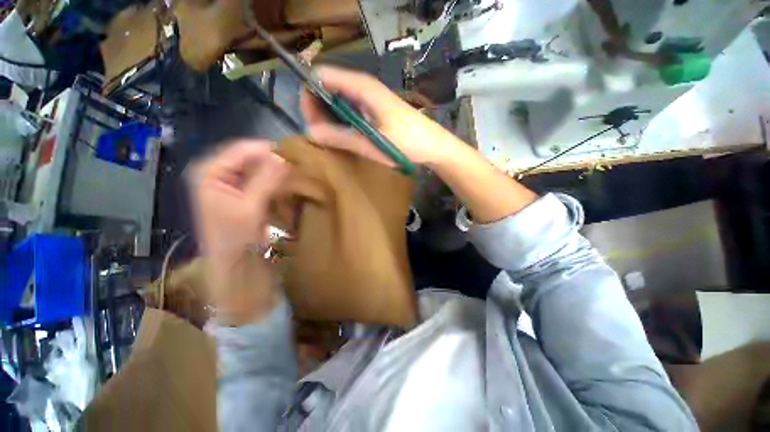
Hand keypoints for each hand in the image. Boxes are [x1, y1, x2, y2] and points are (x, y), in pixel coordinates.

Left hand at [188, 140, 287, 322]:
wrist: (235, 268)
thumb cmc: (236, 241)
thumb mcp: (250, 209)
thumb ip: (265, 180)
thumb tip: (285, 156)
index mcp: (209, 171)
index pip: (244, 148)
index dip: (271, 150)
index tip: (297, 156)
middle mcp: (218, 172)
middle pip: (252, 156)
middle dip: (276, 160)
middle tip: (301, 165)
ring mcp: (232, 183)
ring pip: (259, 167)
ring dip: (278, 170)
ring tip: (299, 174)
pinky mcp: (244, 193)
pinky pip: (263, 179)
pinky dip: (277, 180)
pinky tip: (290, 184)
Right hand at [300, 66, 462, 167]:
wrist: (434, 146)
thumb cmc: (407, 143)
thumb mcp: (373, 143)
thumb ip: (342, 137)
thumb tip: (310, 132)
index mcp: (362, 87)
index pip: (322, 77)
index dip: (311, 96)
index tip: (311, 121)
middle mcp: (364, 87)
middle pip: (328, 88)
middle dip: (319, 110)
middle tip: (321, 135)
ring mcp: (371, 99)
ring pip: (339, 101)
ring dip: (331, 118)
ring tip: (331, 139)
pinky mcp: (375, 110)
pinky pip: (351, 110)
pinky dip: (343, 122)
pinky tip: (346, 137)